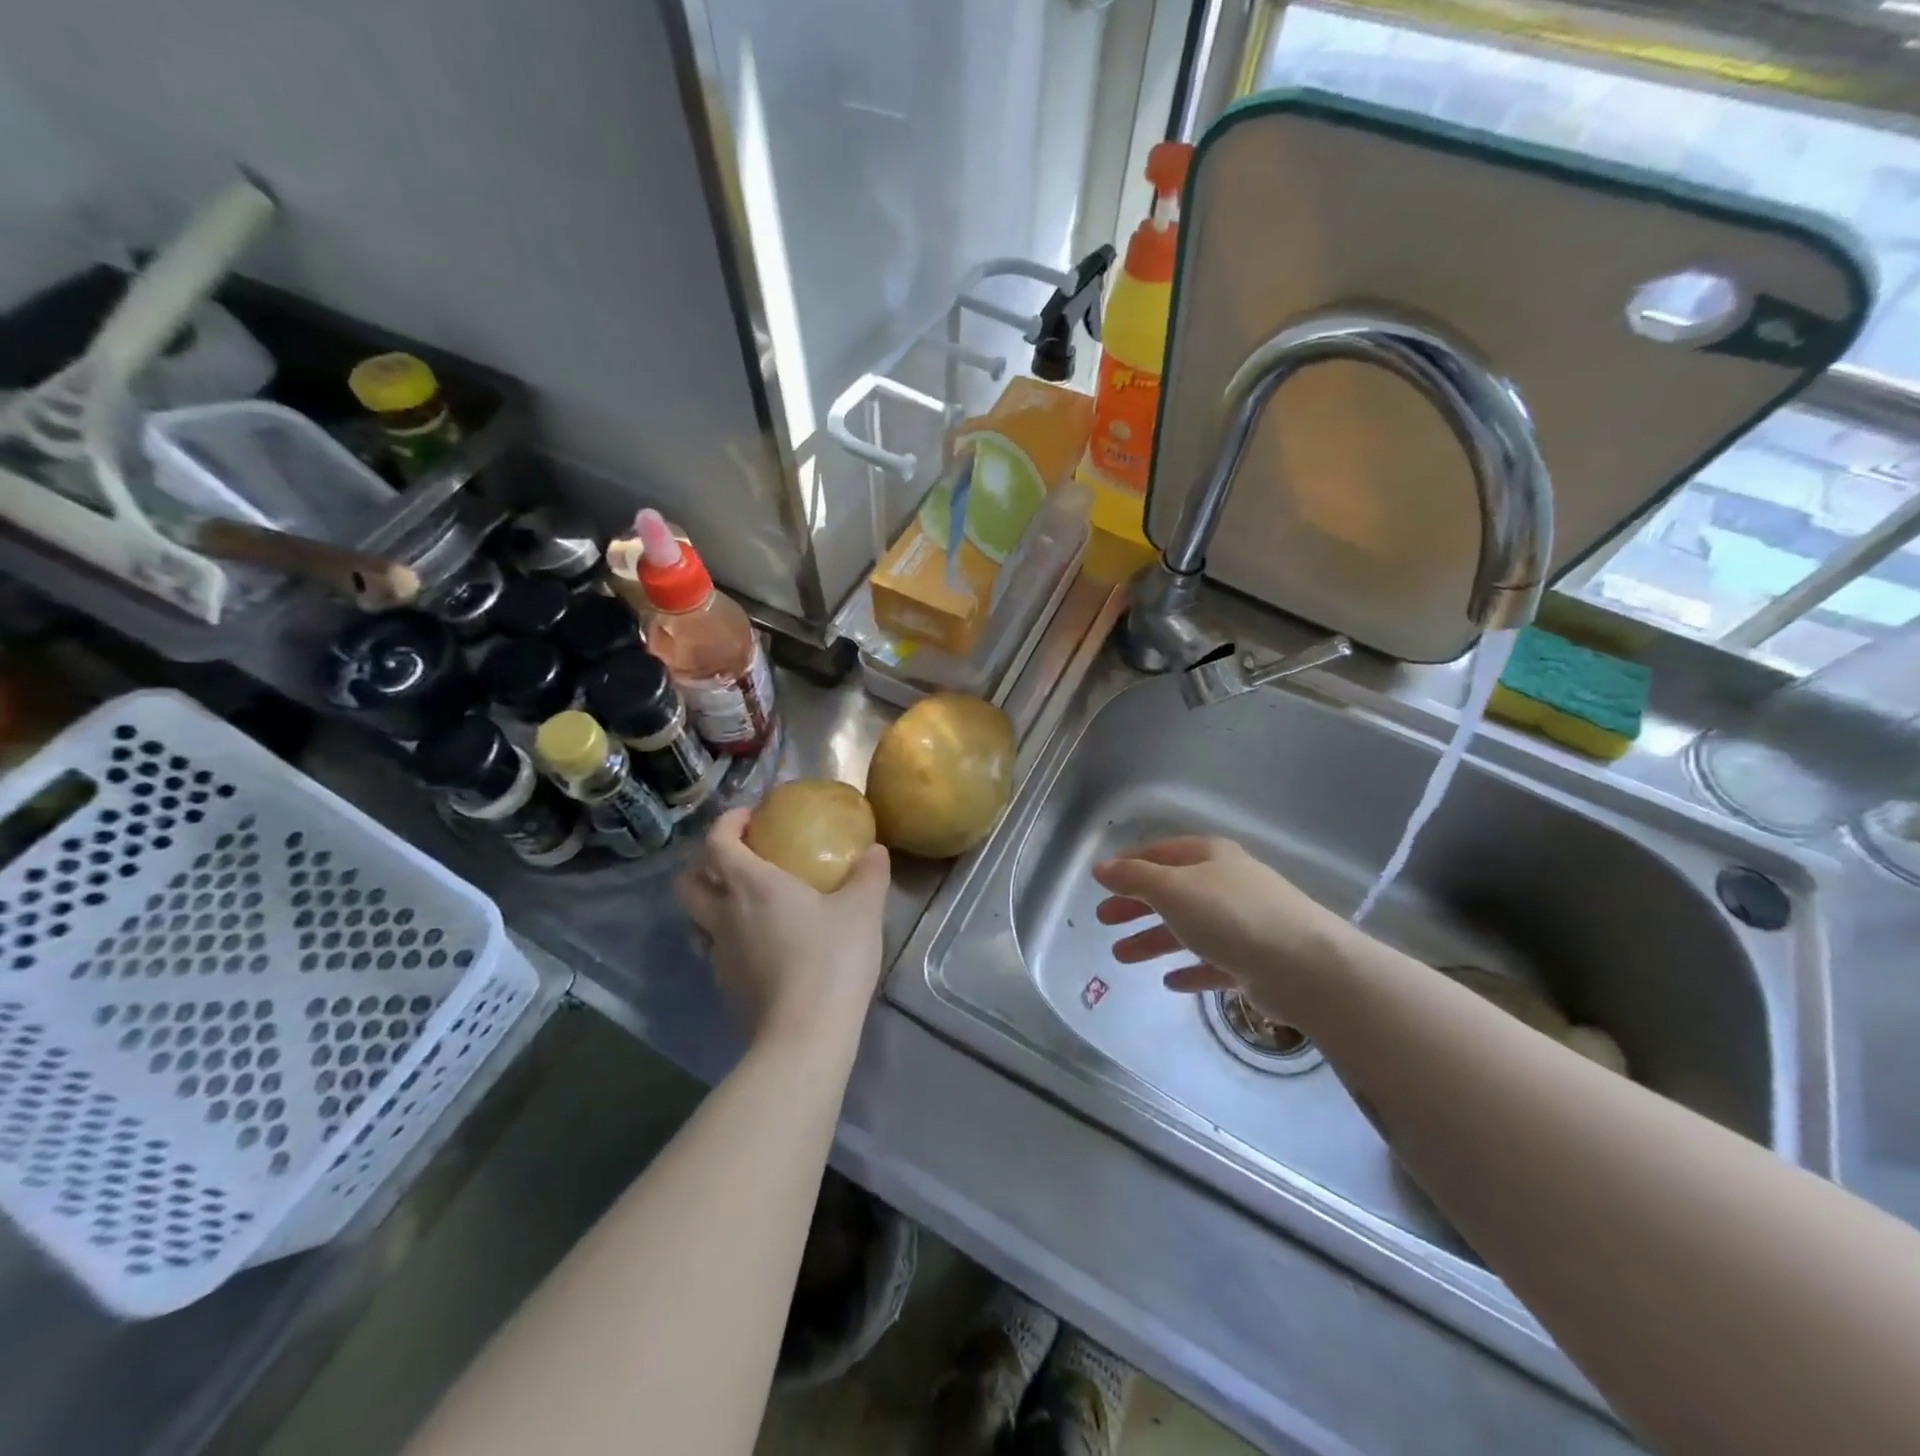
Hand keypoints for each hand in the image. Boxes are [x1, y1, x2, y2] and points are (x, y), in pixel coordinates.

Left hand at [674, 809, 891, 1050]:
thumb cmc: (831, 960)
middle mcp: (724, 916)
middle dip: (704, 864)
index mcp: (752, 886)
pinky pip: (715, 951)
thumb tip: (874, 851)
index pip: (716, 842)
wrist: (805, 1035)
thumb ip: (869, 874)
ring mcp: (719, 955)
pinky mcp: (725, 987)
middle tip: (738, 860)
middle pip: (688, 882)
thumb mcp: (863, 910)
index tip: (749, 818)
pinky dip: (729, 938)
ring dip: (712, 904)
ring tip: (748, 904)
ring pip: (696, 919)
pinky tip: (762, 946)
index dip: (727, 823)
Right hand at [1093, 837, 1351, 1019]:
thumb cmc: (1230, 915)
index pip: (1160, 852)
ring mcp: (1244, 923)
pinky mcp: (1256, 961)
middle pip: (1172, 891)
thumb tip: (1102, 869)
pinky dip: (1190, 969)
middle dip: (1136, 905)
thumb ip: (1134, 878)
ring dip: (1154, 940)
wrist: (1304, 966)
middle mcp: (1227, 884)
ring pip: (1189, 928)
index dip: (1129, 864)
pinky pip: (1214, 962)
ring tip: (1122, 957)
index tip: (1101, 881)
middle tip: (1103, 920)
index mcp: (1210, 856)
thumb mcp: (1172, 888)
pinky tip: (1169, 982)